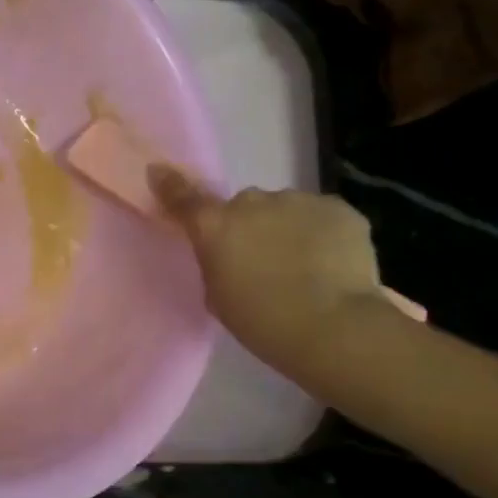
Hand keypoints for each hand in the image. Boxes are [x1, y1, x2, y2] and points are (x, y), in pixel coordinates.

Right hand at [148, 166, 418, 373]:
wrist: (332, 327)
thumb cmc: (262, 322)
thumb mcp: (218, 296)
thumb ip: (216, 262)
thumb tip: (227, 251)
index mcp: (215, 227)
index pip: (184, 198)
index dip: (170, 185)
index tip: (158, 171)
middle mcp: (252, 203)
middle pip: (244, 206)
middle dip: (249, 225)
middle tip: (261, 260)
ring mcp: (298, 201)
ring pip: (285, 209)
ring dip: (286, 229)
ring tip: (304, 266)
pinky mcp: (339, 208)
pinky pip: (321, 216)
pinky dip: (321, 234)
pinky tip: (331, 263)